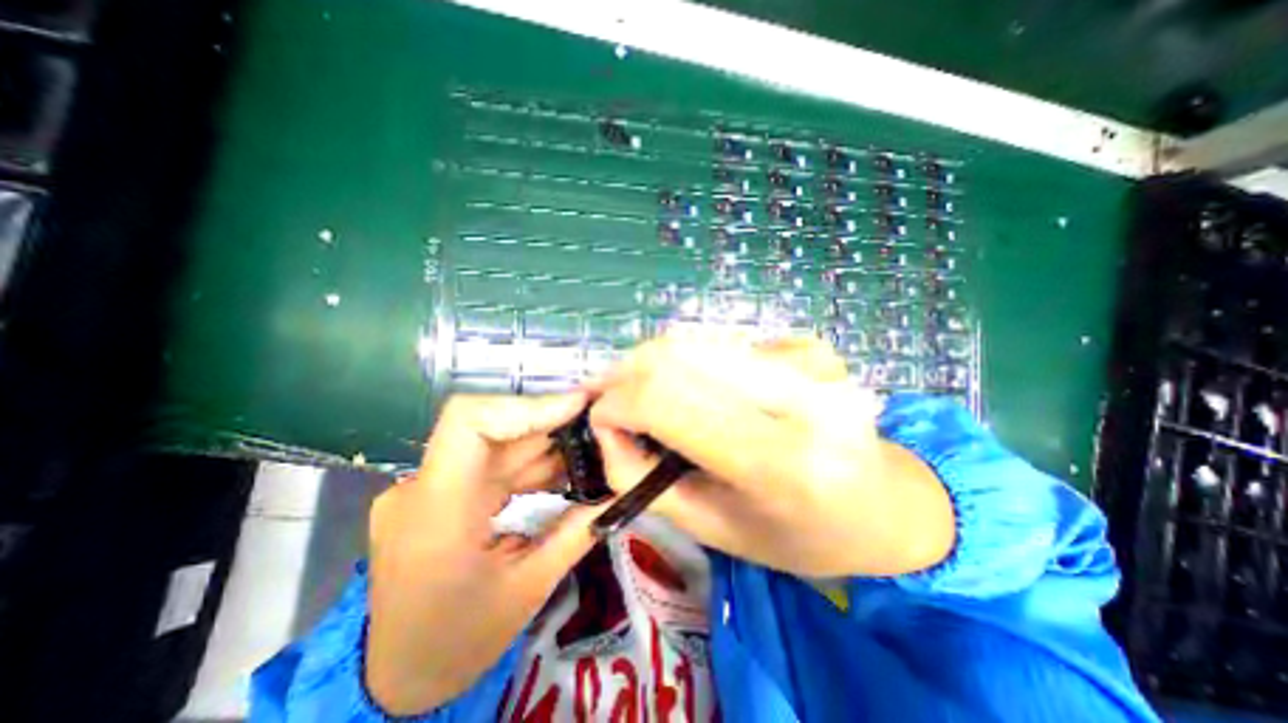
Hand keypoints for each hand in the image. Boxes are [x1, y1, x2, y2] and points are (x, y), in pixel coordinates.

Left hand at [362, 394, 603, 717]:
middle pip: (493, 429)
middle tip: (599, 424)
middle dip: (551, 422)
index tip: (576, 406)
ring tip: (591, 447)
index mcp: (437, 513)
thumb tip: (617, 491)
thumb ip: (576, 532)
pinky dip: (531, 463)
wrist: (397, 679)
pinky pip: (492, 464)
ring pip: (497, 445)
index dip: (526, 404)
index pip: (469, 422)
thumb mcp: (528, 590)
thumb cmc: (458, 643)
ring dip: (547, 443)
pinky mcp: (440, 494)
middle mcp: (423, 488)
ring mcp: (428, 489)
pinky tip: (564, 470)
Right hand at [587, 337, 949, 579]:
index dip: (615, 403)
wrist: (888, 504)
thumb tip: (604, 425)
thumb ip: (642, 476)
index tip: (599, 418)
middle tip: (611, 400)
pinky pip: (723, 344)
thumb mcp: (711, 527)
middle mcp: (796, 395)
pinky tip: (700, 391)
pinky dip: (694, 365)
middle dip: (626, 373)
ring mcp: (807, 360)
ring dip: (655, 365)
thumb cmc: (800, 535)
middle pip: (676, 354)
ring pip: (695, 341)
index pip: (665, 400)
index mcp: (777, 460)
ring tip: (646, 396)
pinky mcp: (806, 345)